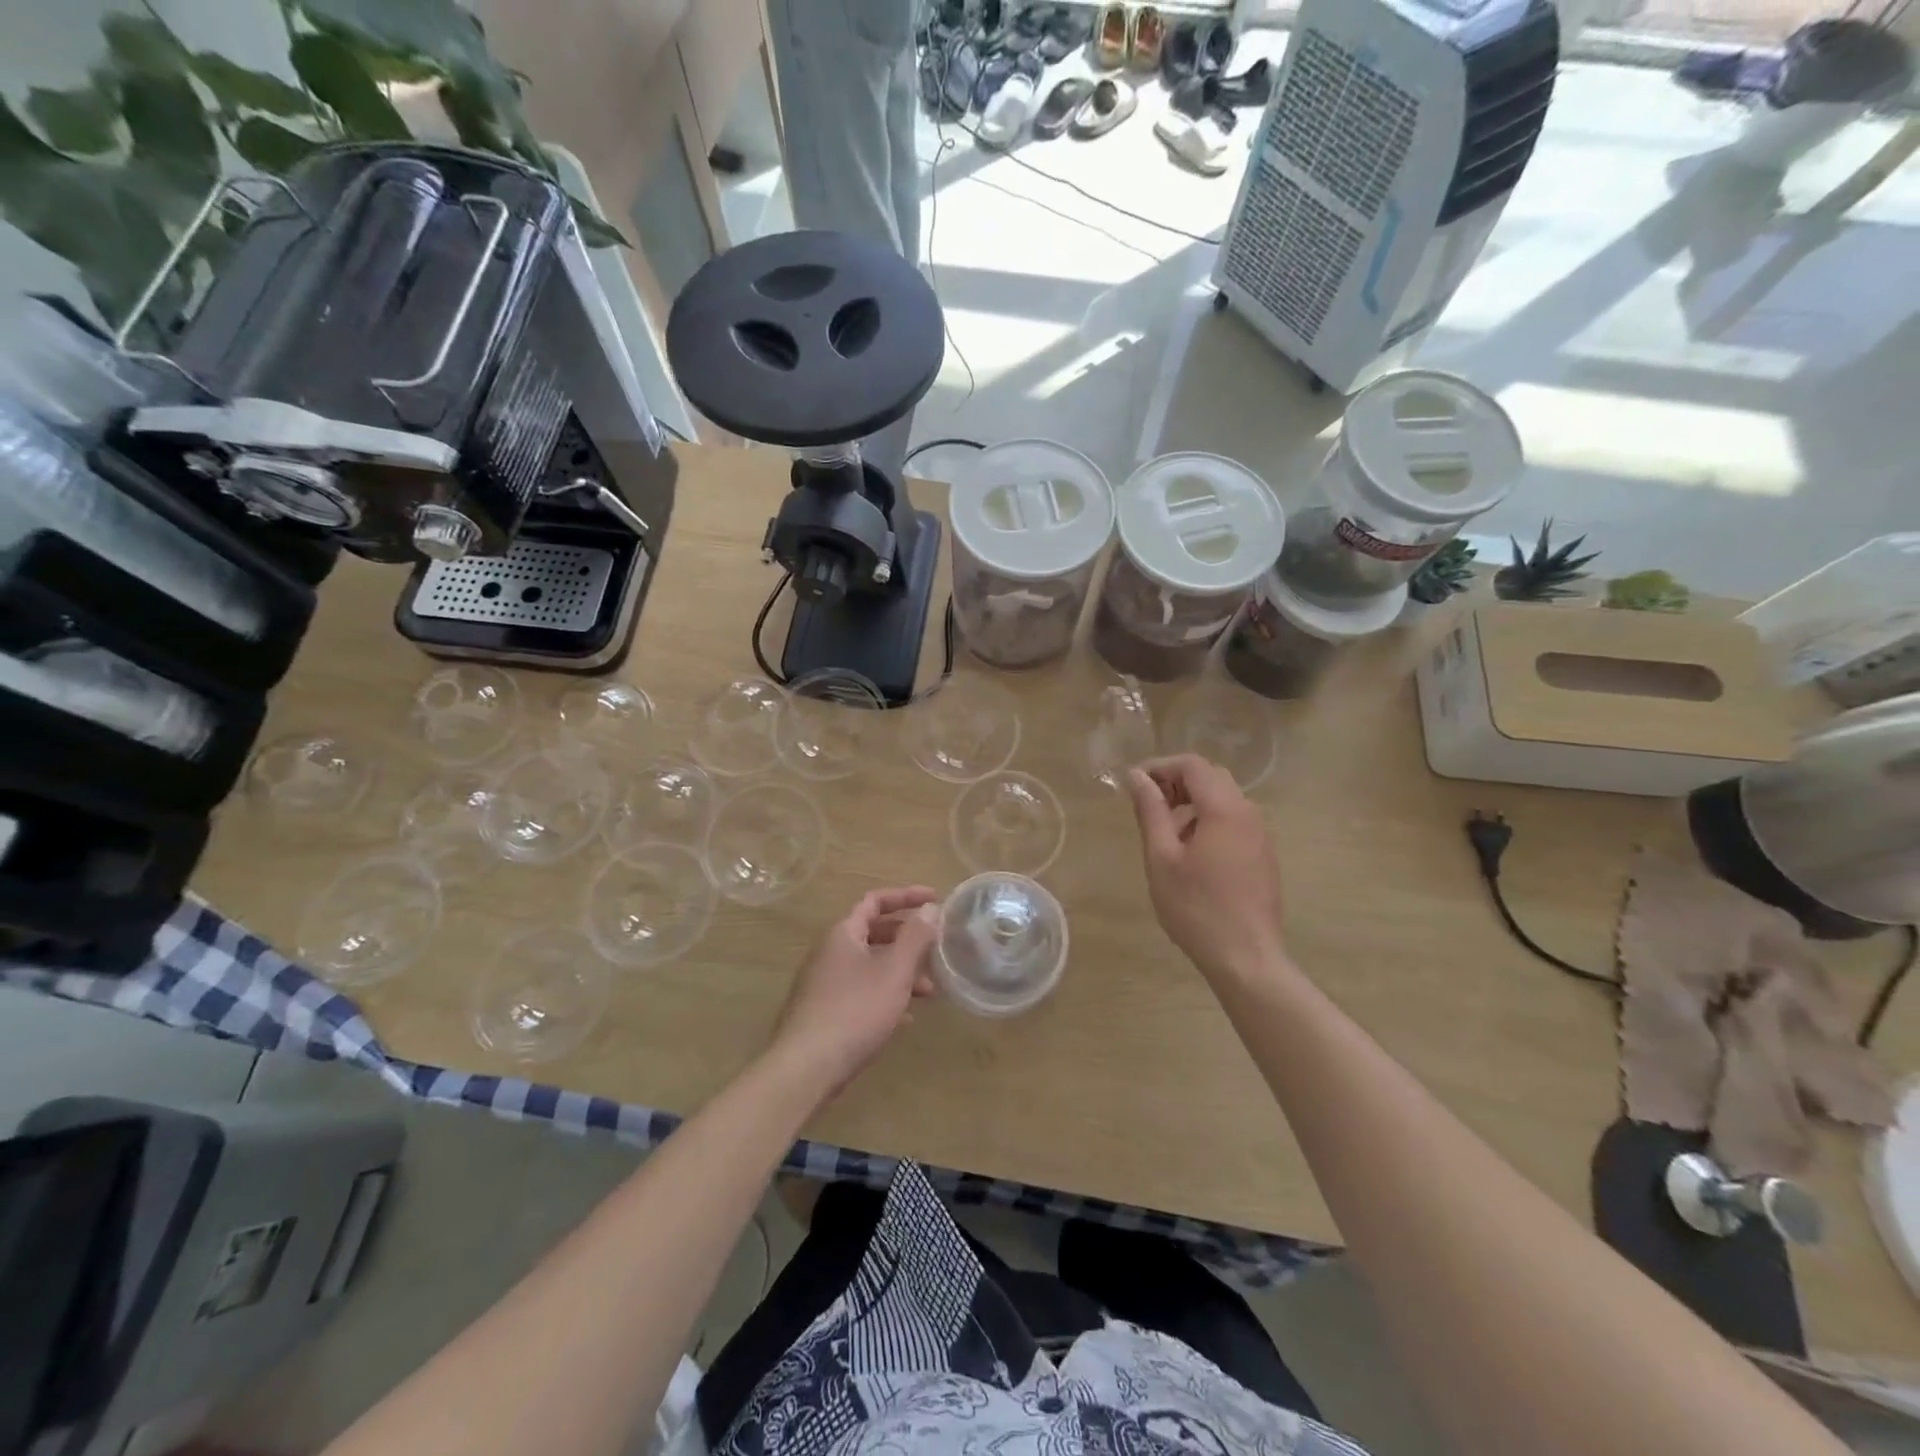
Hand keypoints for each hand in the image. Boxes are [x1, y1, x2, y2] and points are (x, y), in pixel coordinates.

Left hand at [767, 886, 940, 1099]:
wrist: (806, 1067)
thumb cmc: (855, 1010)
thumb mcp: (894, 971)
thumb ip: (915, 937)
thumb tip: (930, 908)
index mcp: (843, 933)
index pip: (875, 901)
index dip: (906, 897)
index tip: (935, 899)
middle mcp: (830, 952)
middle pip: (873, 933)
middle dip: (908, 939)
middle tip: (936, 948)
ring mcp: (824, 983)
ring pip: (869, 965)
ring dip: (900, 971)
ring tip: (929, 991)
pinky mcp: (824, 1012)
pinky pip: (861, 992)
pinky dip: (885, 995)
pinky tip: (905, 1017)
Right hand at [1126, 755, 1289, 982]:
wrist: (1246, 958)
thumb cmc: (1196, 907)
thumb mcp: (1162, 857)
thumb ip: (1150, 811)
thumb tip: (1137, 777)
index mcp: (1225, 809)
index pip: (1193, 765)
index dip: (1160, 766)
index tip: (1134, 784)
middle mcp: (1248, 813)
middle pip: (1211, 777)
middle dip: (1176, 782)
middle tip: (1147, 806)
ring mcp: (1260, 835)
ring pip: (1224, 799)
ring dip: (1192, 802)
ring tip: (1164, 832)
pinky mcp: (1263, 856)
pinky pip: (1234, 821)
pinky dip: (1208, 820)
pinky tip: (1189, 853)